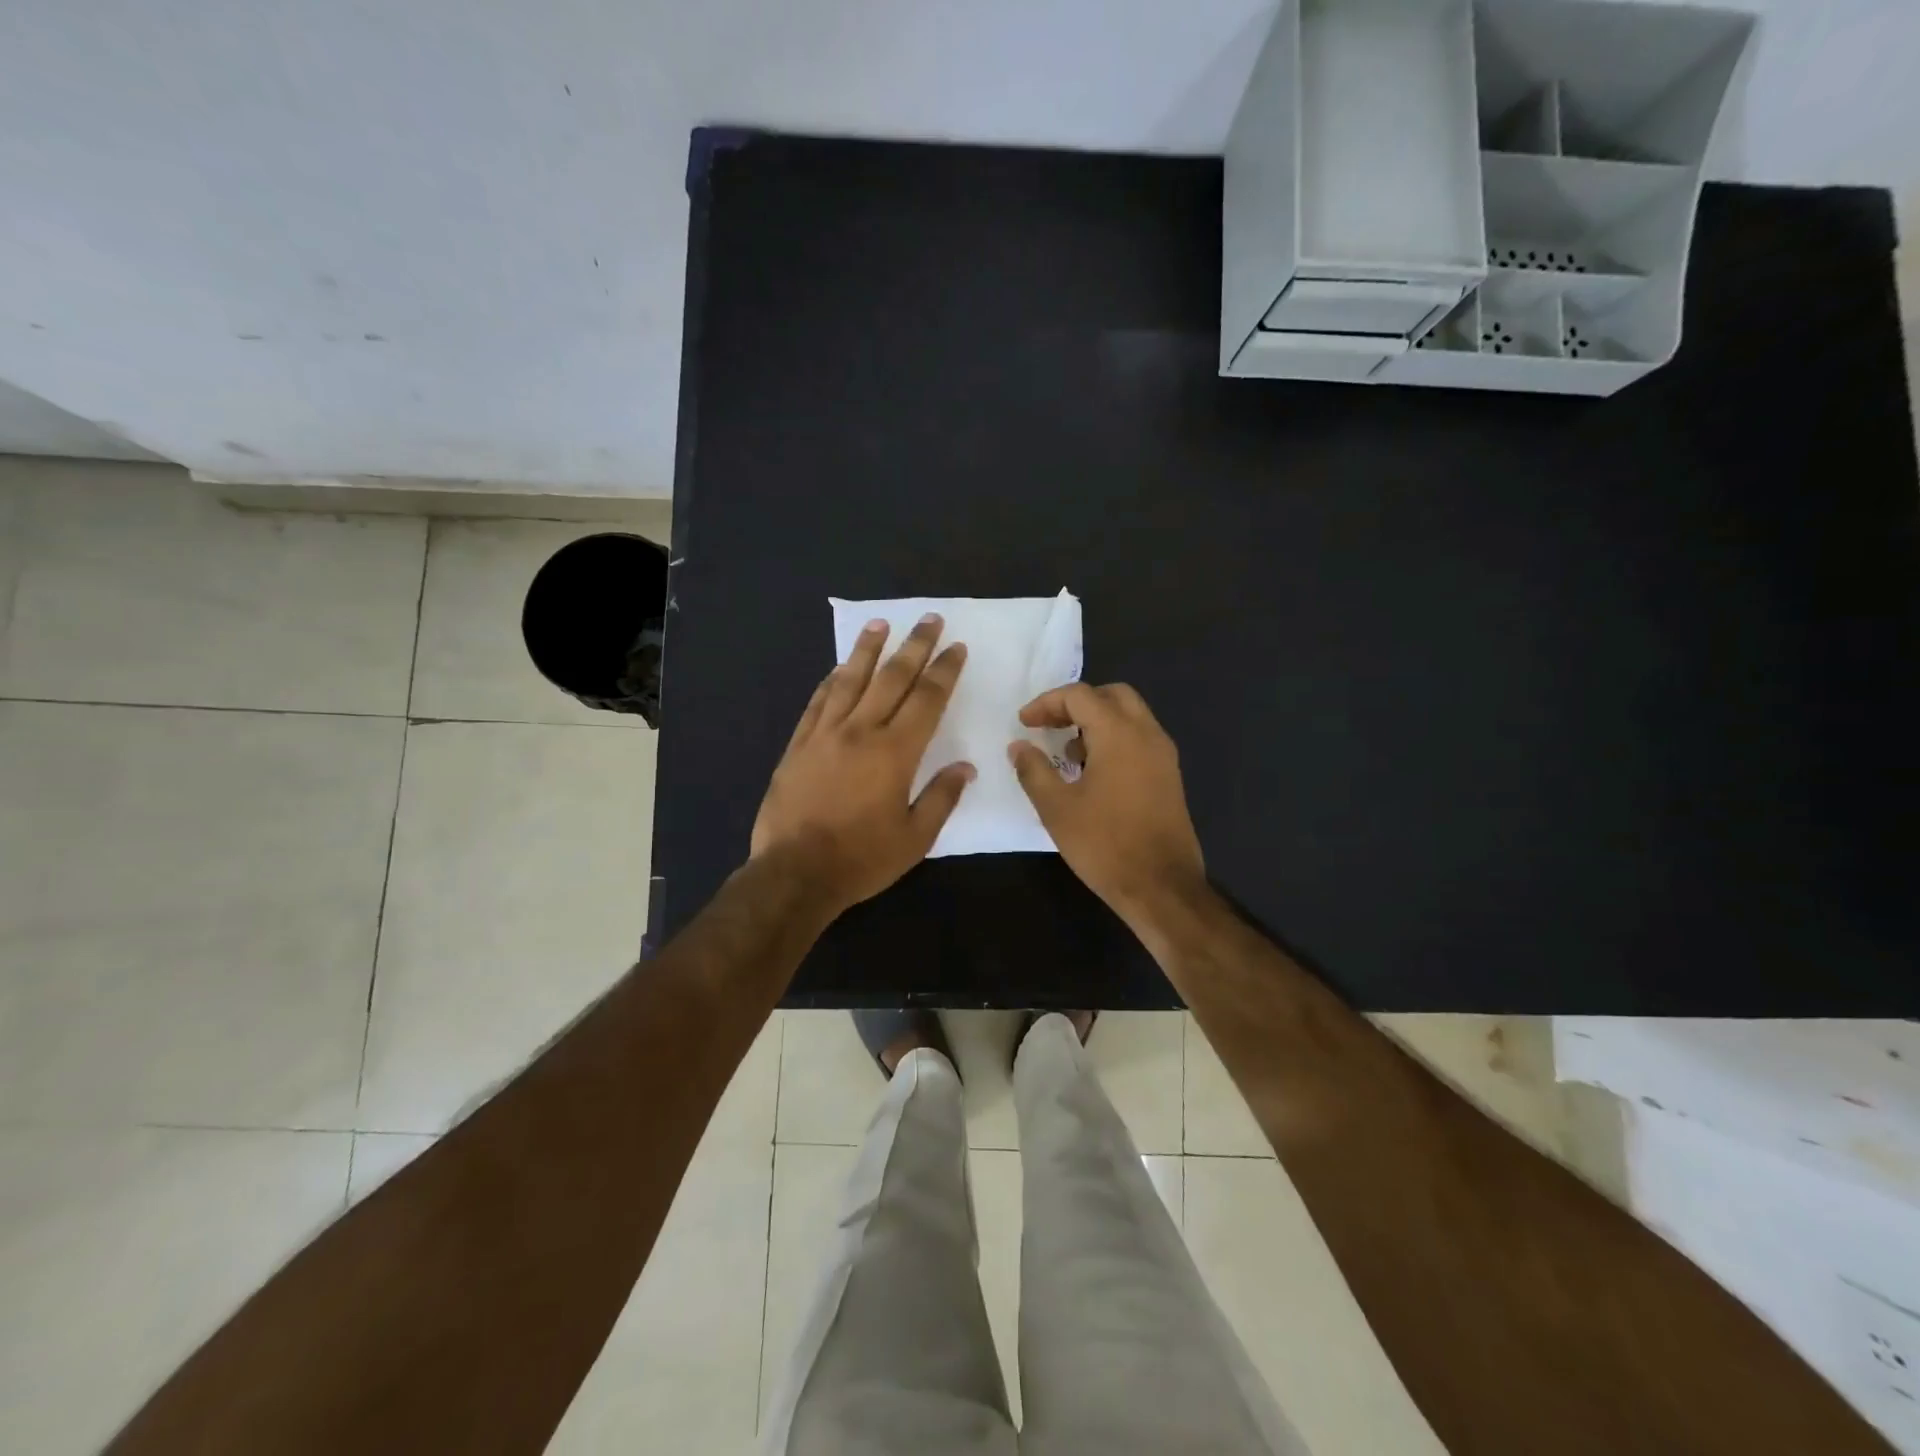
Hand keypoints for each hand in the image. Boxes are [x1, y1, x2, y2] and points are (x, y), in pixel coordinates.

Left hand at [752, 614, 973, 916]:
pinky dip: (831, 681)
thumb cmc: (862, 859)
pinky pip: (817, 702)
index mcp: (895, 752)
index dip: (944, 670)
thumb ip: (942, 797)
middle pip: (892, 678)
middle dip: (915, 646)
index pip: (927, 699)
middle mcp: (861, 731)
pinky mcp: (798, 745)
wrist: (795, 873)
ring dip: (868, 650)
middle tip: (929, 619)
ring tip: (881, 624)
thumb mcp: (915, 838)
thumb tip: (965, 767)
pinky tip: (839, 669)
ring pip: (850, 680)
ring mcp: (825, 734)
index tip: (956, 647)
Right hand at [1008, 683, 1206, 927]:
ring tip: (1067, 753)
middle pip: (1111, 695)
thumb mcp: (1056, 808)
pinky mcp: (1169, 776)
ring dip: (1096, 722)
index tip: (1024, 724)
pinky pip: (1139, 739)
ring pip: (1129, 716)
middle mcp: (1147, 734)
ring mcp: (1163, 755)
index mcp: (1119, 734)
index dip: (1046, 703)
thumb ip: (1034, 770)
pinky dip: (1114, 740)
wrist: (1162, 886)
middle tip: (1049, 726)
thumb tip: (1018, 746)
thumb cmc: (1104, 844)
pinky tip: (1093, 774)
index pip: (1080, 695)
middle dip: (1076, 704)